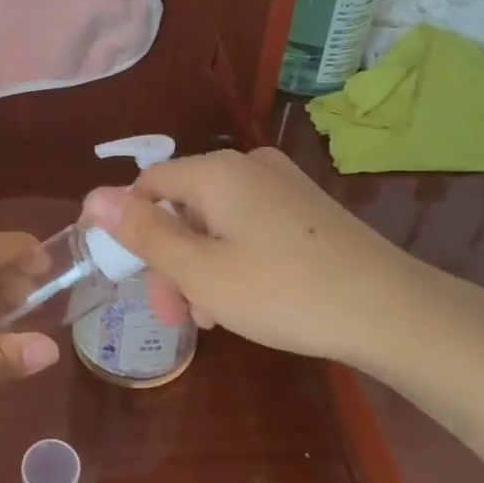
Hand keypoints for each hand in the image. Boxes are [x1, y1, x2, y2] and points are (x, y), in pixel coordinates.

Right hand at [83, 147, 483, 371]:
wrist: (390, 309)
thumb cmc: (283, 291)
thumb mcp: (201, 271)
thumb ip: (144, 233)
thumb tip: (93, 197)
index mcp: (218, 171)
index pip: (149, 184)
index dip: (131, 229)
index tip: (136, 281)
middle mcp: (249, 165)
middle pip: (184, 204)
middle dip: (171, 258)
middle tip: (177, 316)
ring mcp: (283, 184)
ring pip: (217, 220)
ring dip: (202, 265)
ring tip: (212, 317)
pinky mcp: (307, 208)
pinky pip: (249, 225)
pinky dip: (234, 258)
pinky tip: (244, 300)